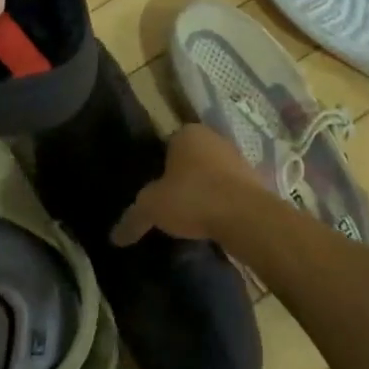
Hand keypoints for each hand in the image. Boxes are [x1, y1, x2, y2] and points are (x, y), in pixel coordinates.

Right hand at [111, 123, 275, 245]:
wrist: (246, 216)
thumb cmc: (193, 198)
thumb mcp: (152, 208)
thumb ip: (133, 218)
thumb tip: (114, 236)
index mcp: (187, 132)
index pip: (165, 145)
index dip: (157, 168)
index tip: (152, 191)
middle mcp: (213, 137)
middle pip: (189, 159)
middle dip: (180, 179)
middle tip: (168, 205)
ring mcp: (237, 157)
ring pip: (211, 174)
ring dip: (202, 191)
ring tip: (190, 218)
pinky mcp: (253, 179)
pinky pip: (228, 190)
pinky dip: (220, 202)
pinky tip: (212, 222)